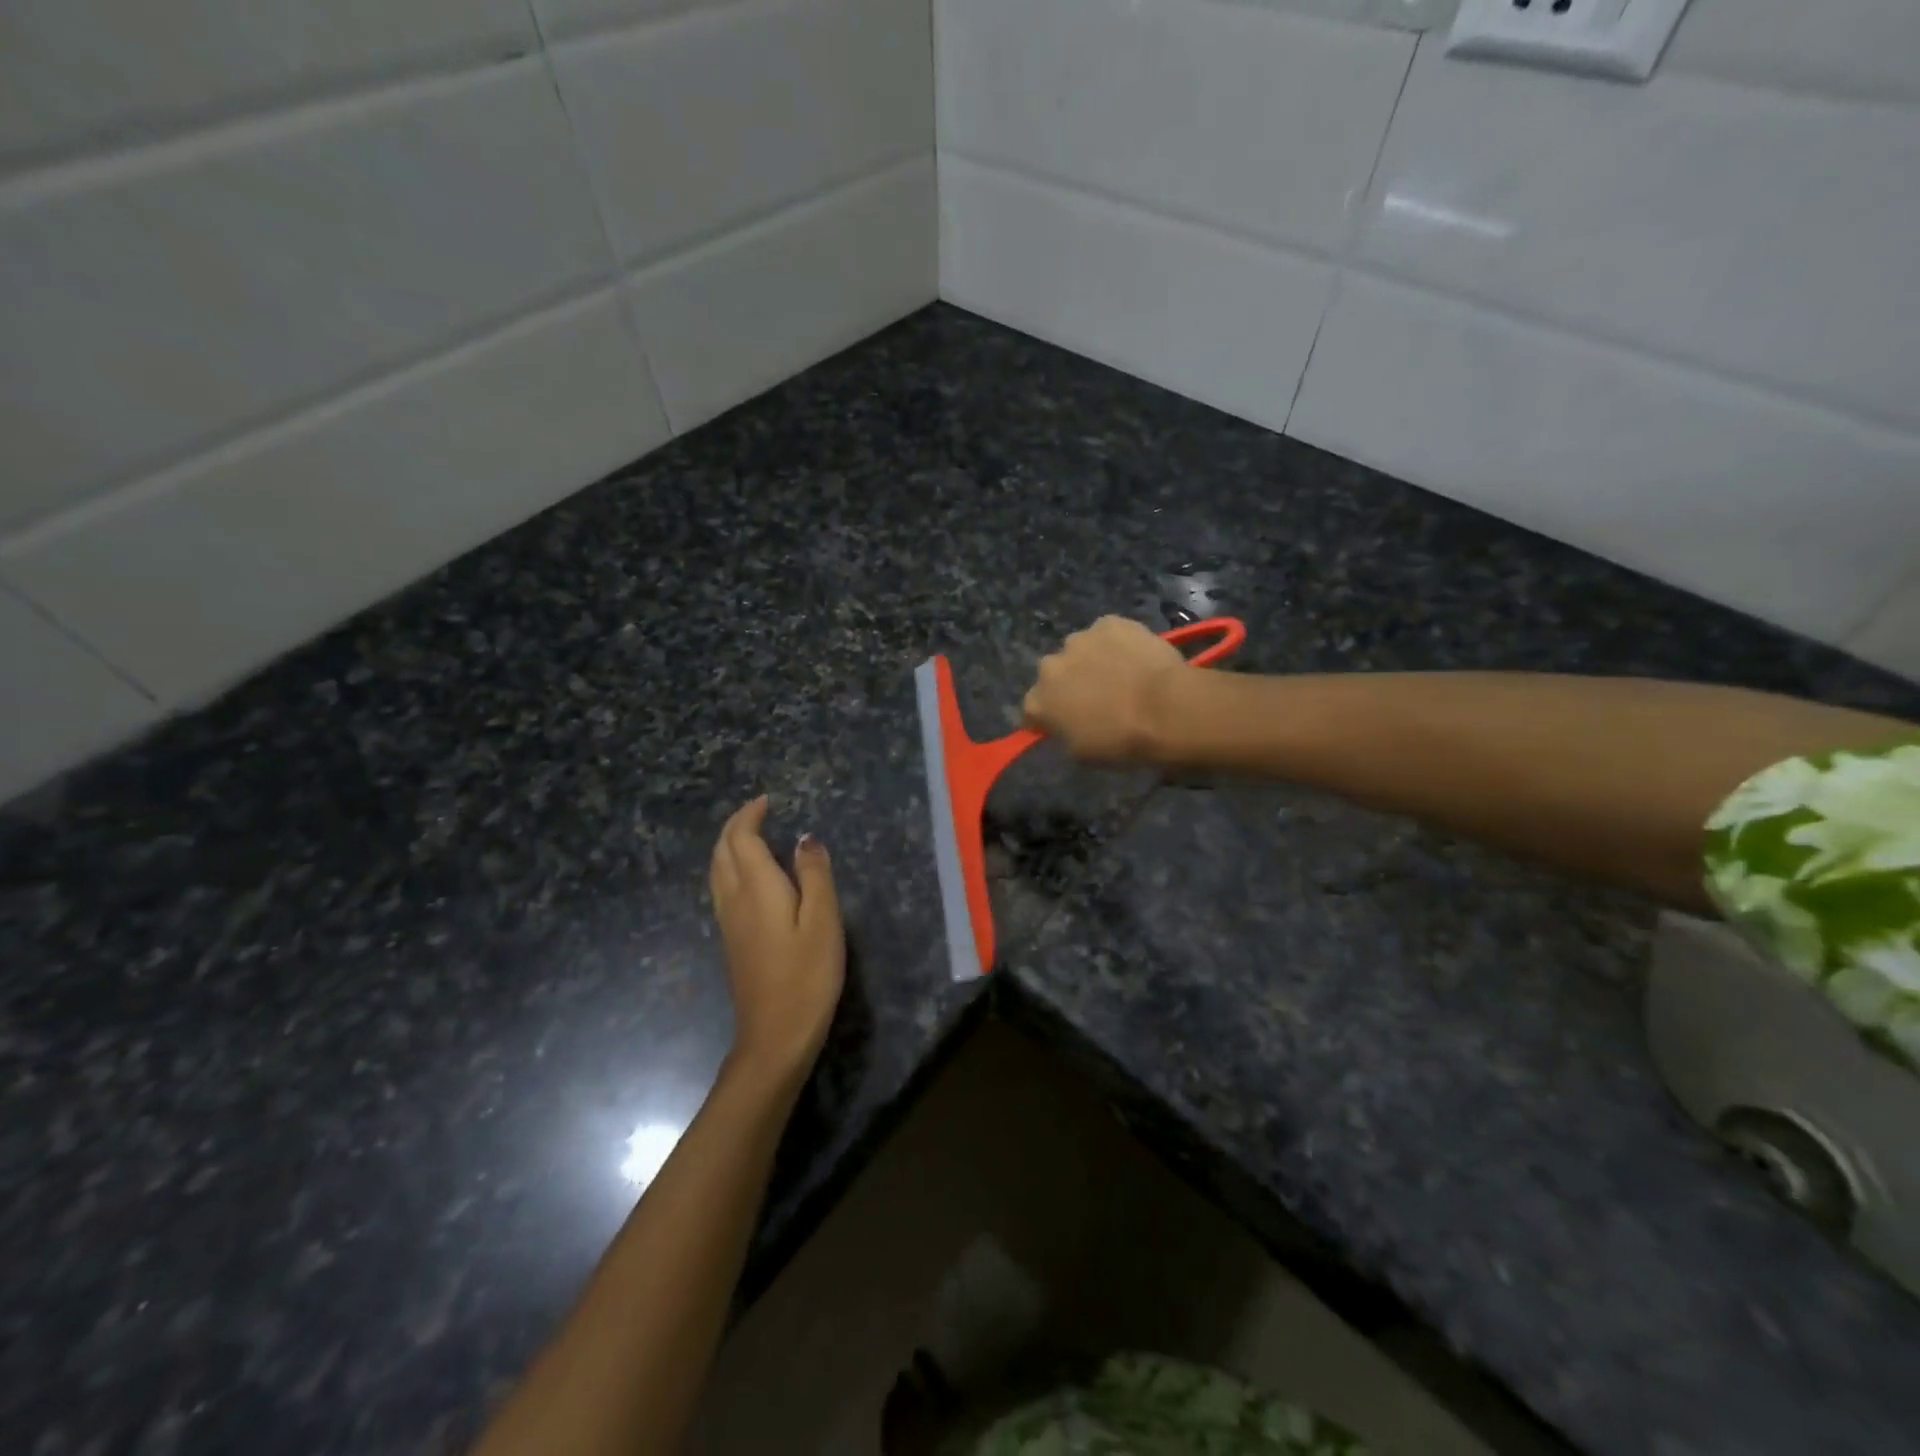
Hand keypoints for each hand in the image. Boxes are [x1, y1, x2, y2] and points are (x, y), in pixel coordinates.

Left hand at [708, 796, 844, 1086]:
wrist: (775, 1034)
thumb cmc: (808, 974)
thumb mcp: (824, 920)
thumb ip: (814, 874)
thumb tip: (805, 838)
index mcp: (757, 887)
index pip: (742, 839)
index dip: (750, 815)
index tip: (767, 801)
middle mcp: (734, 899)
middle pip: (722, 851)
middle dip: (735, 826)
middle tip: (758, 812)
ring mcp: (728, 922)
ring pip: (717, 870)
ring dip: (728, 845)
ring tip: (751, 836)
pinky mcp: (731, 941)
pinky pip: (721, 888)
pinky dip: (730, 867)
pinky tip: (748, 877)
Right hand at [1022, 616, 1185, 763]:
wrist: (1167, 709)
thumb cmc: (1122, 740)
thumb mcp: (1081, 754)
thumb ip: (1063, 735)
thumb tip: (1065, 726)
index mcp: (1038, 701)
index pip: (1032, 709)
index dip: (1048, 717)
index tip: (1065, 723)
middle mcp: (1050, 666)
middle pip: (1054, 674)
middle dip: (1068, 683)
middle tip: (1097, 697)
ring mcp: (1079, 639)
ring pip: (1080, 650)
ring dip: (1091, 660)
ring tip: (1120, 674)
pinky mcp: (1109, 623)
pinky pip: (1107, 634)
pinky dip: (1116, 643)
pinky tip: (1136, 657)